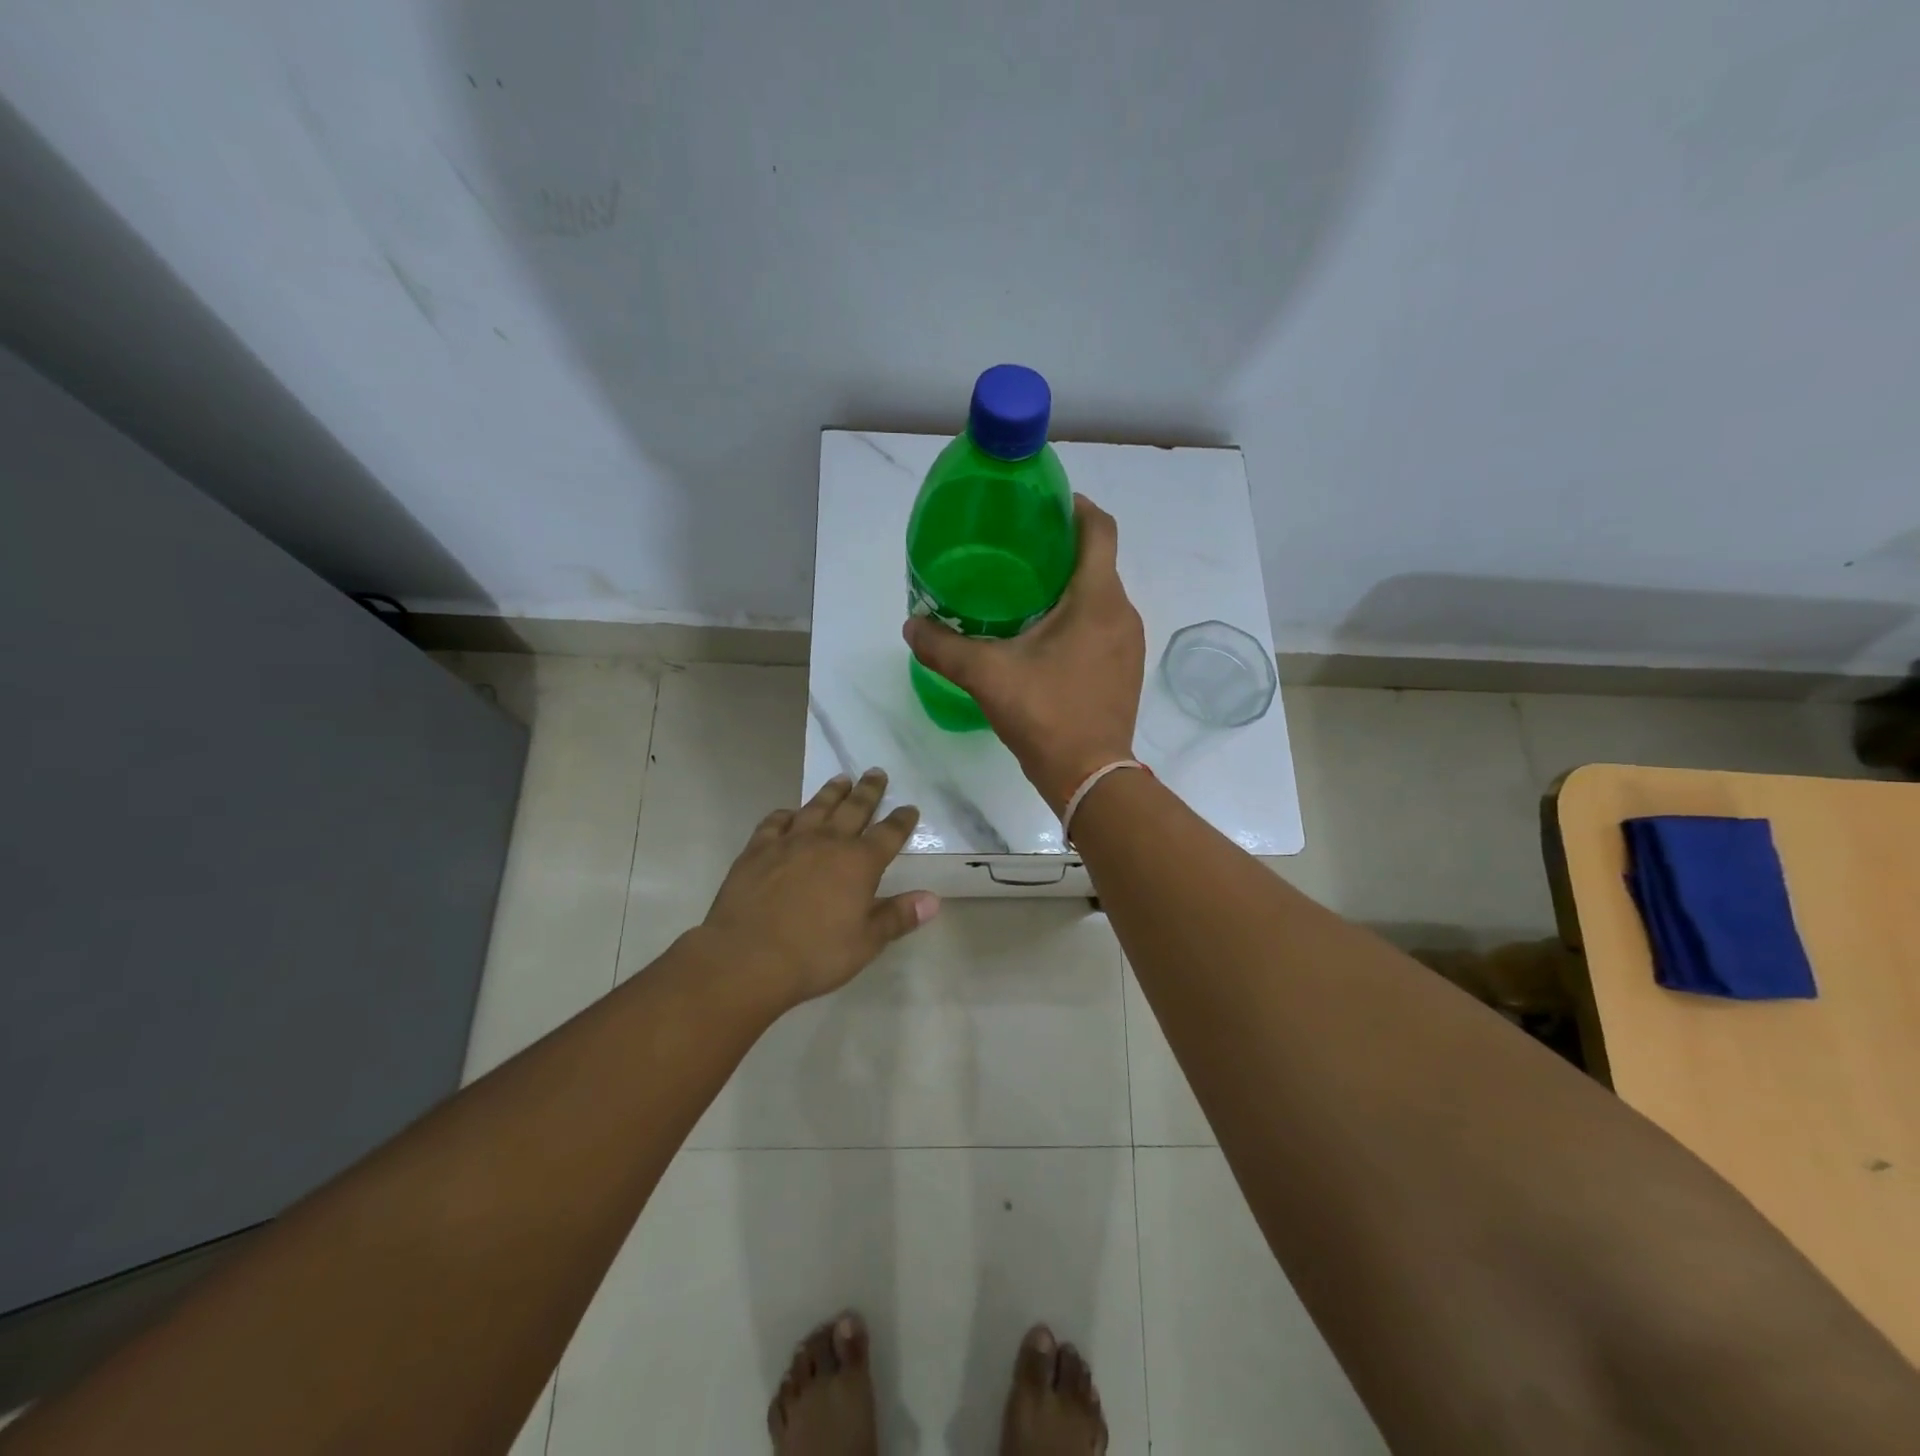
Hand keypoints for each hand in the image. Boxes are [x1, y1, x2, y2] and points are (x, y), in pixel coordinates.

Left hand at [702, 769, 939, 1006]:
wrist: (747, 957)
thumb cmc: (814, 954)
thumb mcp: (865, 942)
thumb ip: (898, 917)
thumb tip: (932, 899)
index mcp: (859, 863)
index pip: (888, 834)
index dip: (902, 820)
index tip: (910, 808)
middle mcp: (827, 842)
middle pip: (854, 809)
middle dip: (869, 791)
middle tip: (877, 773)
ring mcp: (790, 842)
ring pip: (817, 807)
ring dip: (832, 792)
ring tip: (842, 779)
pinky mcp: (758, 849)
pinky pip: (775, 822)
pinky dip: (786, 814)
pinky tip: (789, 813)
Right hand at [903, 495, 1145, 813]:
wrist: (1090, 776)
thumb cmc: (1045, 714)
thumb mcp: (987, 676)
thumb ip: (944, 647)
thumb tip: (911, 626)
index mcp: (1096, 599)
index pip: (1099, 529)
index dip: (1075, 508)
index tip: (1044, 505)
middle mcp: (1122, 613)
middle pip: (1098, 562)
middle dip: (1061, 550)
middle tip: (1017, 552)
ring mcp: (1129, 643)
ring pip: (1101, 597)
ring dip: (1070, 587)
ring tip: (1025, 594)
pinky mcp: (1125, 669)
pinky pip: (1104, 626)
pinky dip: (1078, 618)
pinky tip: (1045, 638)